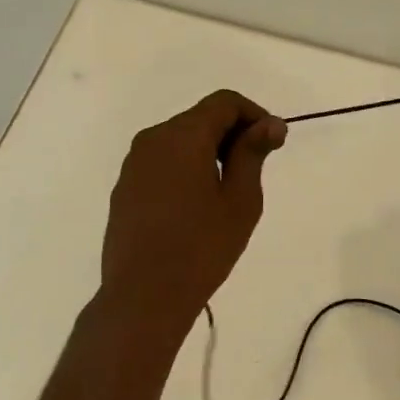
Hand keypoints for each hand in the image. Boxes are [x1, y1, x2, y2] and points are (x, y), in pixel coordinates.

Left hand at [100, 90, 286, 333]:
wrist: (143, 296)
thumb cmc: (201, 247)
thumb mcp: (240, 200)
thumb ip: (252, 153)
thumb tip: (270, 124)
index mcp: (182, 136)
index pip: (224, 103)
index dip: (255, 115)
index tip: (274, 144)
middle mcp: (153, 139)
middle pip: (200, 118)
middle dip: (232, 134)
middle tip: (256, 169)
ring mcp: (134, 164)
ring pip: (180, 140)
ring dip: (208, 152)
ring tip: (228, 191)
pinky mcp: (125, 187)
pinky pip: (162, 162)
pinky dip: (186, 168)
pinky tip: (197, 205)